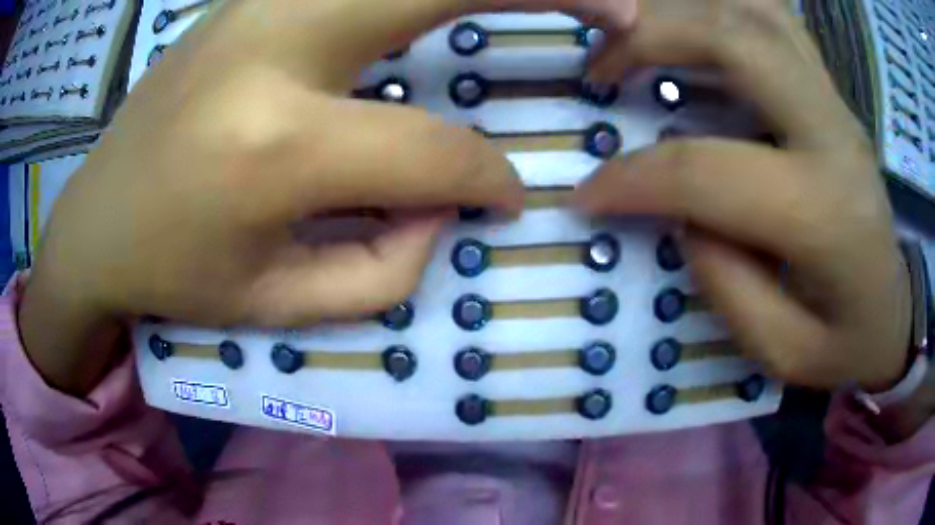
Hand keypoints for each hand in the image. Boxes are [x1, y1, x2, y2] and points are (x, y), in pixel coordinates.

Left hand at [21, 0, 637, 394]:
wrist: (92, 225)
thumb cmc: (170, 276)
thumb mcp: (274, 307)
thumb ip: (383, 266)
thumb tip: (447, 206)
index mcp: (275, 146)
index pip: (430, 151)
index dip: (487, 180)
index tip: (509, 195)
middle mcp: (273, 47)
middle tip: (619, 10)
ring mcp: (255, 6)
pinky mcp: (247, 1)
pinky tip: (449, 2)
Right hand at [576, 0, 911, 391]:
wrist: (892, 310)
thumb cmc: (844, 342)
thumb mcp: (783, 351)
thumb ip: (728, 288)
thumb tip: (681, 215)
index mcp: (825, 214)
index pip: (709, 171)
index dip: (633, 179)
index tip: (586, 195)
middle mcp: (833, 134)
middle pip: (735, 40)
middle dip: (649, 38)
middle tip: (598, 69)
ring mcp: (835, 101)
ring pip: (753, 10)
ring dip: (681, 9)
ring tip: (631, 36)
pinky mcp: (830, 92)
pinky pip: (773, 17)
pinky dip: (721, 5)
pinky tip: (690, 24)